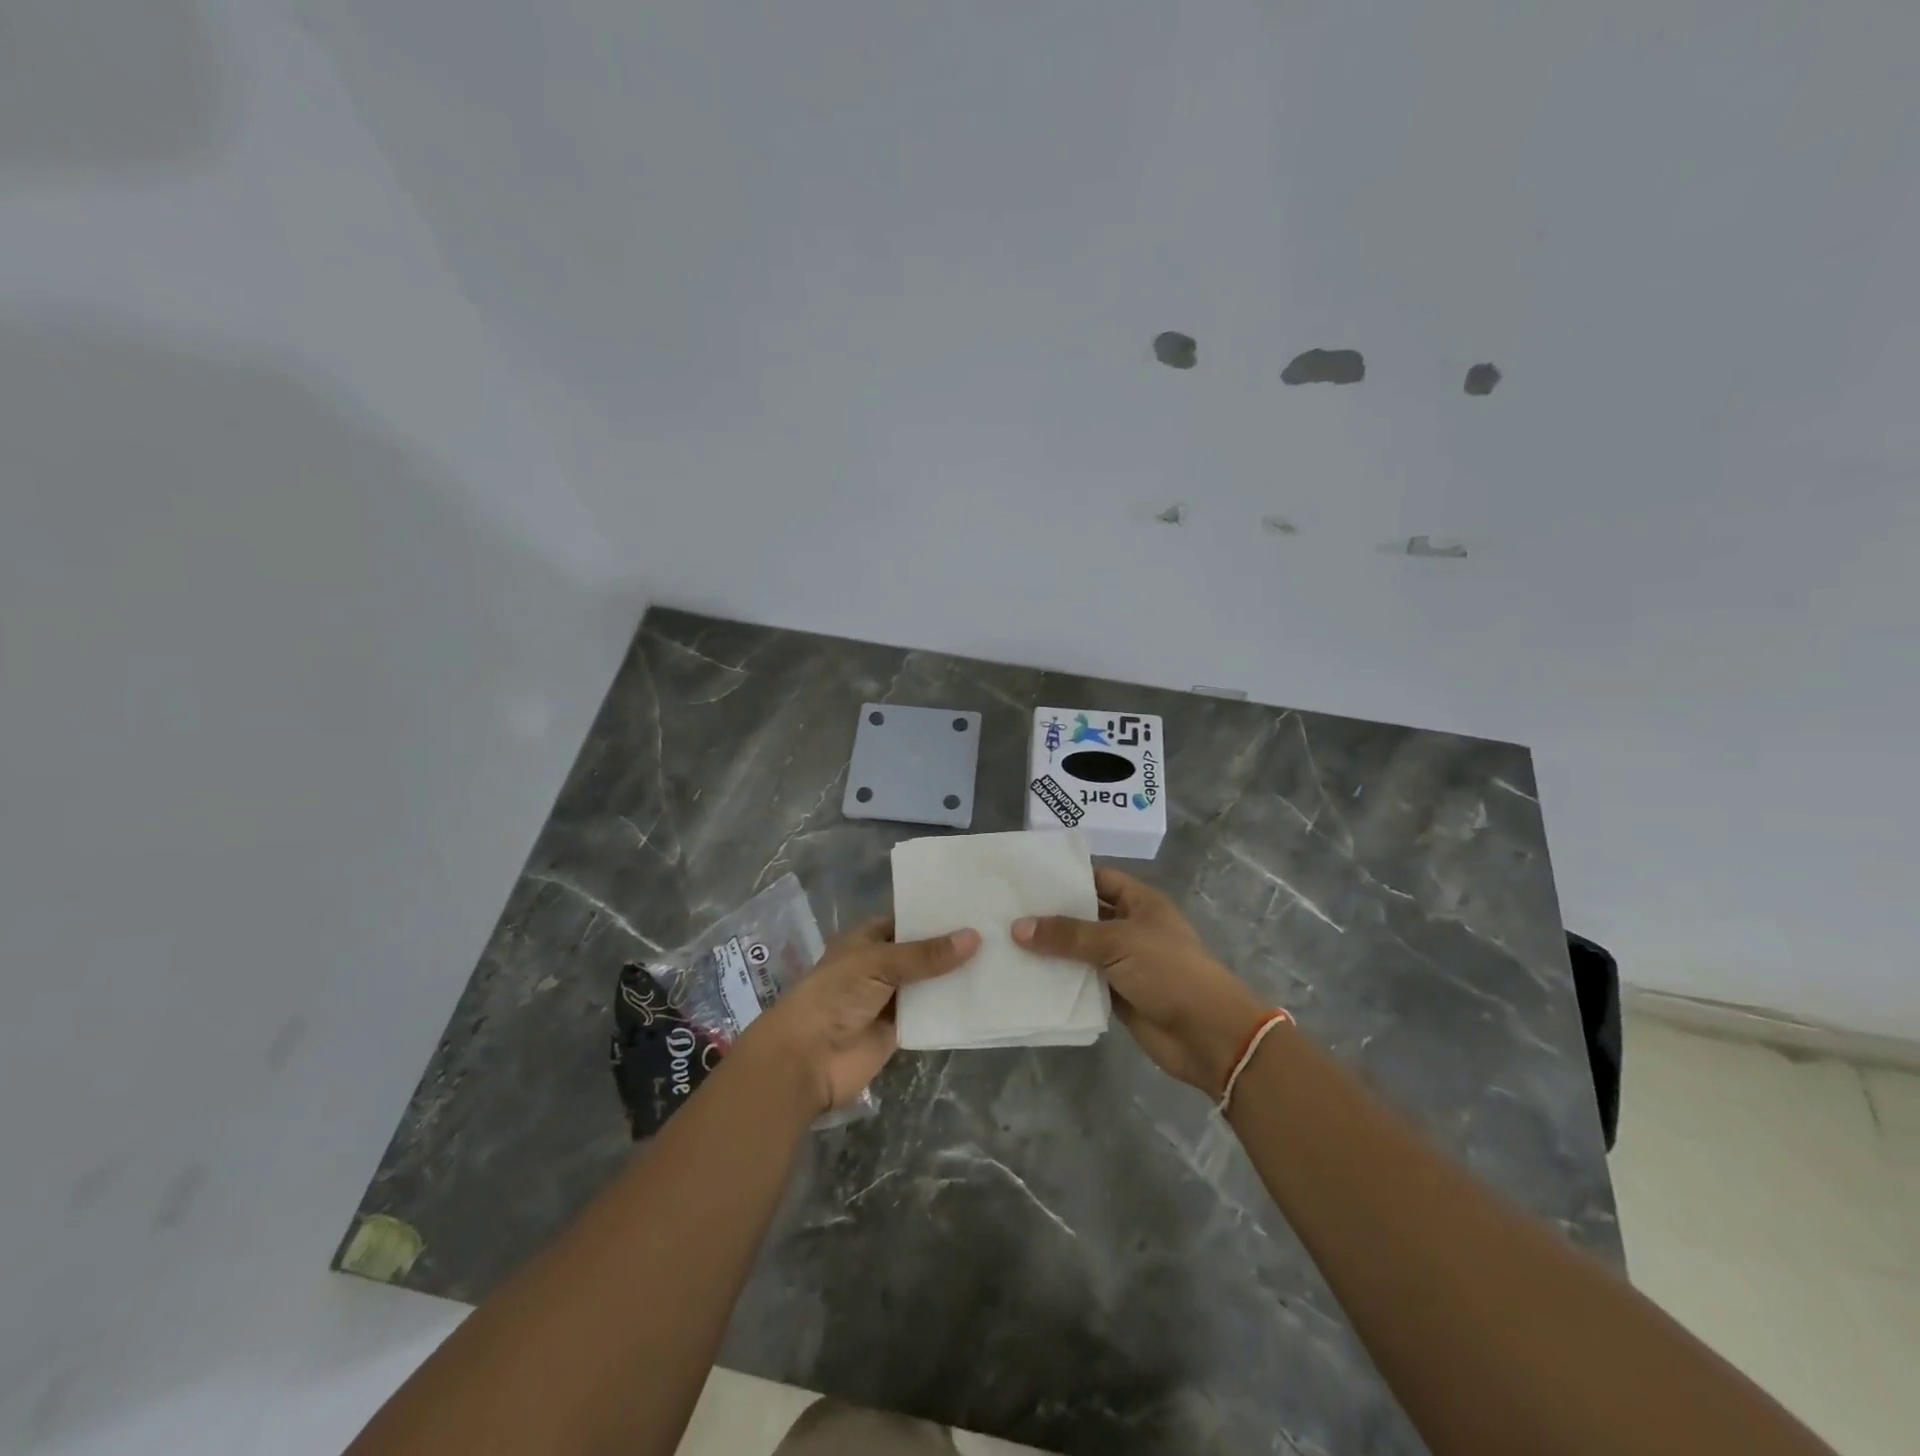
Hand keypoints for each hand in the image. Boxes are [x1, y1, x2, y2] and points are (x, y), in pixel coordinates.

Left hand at [738, 918, 978, 1113]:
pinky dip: (953, 1008)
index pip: (907, 920)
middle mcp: (880, 966)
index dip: (936, 915)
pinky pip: (931, 1015)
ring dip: (956, 977)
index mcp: (867, 940)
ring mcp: (890, 999)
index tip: (975, 905)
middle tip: (1000, 930)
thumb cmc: (834, 996)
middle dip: (952, 946)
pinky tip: (987, 997)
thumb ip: (925, 955)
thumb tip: (974, 937)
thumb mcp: (878, 963)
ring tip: (1003, 959)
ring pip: (930, 984)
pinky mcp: (900, 1031)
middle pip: (922, 953)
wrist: (806, 1060)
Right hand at [1014, 868, 1268, 1095]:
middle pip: (1086, 915)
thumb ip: (1067, 934)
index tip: (1028, 879)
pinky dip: (1060, 981)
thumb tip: (1018, 927)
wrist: (1207, 1034)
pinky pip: (1083, 982)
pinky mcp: (1117, 995)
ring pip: (1081, 951)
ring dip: (1052, 951)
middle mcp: (1132, 928)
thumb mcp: (1117, 942)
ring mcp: (1124, 963)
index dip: (1068, 878)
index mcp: (1141, 903)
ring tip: (1006, 942)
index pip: (1099, 879)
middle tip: (1007, 911)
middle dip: (1052, 915)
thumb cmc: (1168, 971)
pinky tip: (1026, 977)